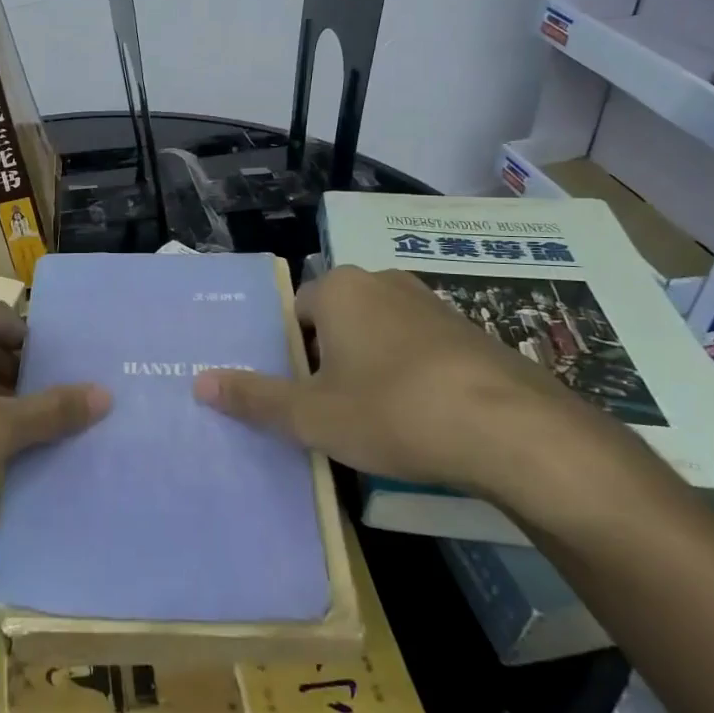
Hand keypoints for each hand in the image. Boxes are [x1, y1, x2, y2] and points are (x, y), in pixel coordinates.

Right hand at [193, 266, 625, 507]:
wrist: (515, 431)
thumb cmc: (394, 412)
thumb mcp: (313, 415)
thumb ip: (254, 397)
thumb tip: (198, 380)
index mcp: (341, 288)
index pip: (295, 311)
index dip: (289, 355)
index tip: (297, 396)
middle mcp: (383, 282)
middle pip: (335, 321)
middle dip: (327, 362)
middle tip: (328, 412)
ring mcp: (431, 304)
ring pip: (378, 335)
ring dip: (368, 370)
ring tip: (374, 421)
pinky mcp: (469, 332)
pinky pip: (418, 349)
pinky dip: (409, 377)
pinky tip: (420, 420)